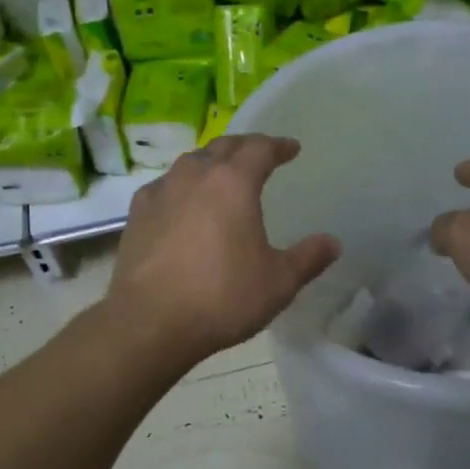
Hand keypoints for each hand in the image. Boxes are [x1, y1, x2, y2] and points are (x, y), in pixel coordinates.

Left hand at [107, 135, 340, 367]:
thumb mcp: (278, 282)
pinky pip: (165, 187)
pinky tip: (182, 204)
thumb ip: (308, 258)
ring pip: (190, 163)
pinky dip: (181, 187)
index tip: (291, 148)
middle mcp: (195, 176)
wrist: (149, 323)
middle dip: (244, 147)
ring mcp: (160, 193)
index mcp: (233, 183)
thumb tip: (333, 243)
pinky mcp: (136, 216)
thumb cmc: (222, 297)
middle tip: (259, 155)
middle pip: (222, 147)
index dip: (278, 146)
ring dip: (210, 163)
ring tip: (221, 176)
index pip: (260, 149)